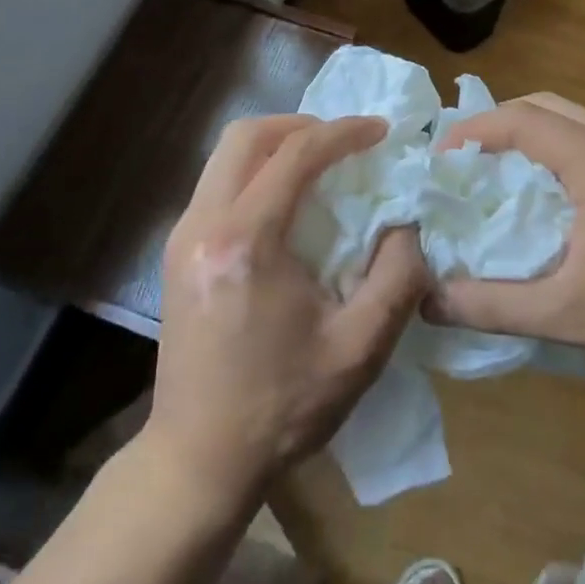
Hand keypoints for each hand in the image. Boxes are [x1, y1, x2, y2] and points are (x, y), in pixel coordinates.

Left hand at [145, 114, 430, 500]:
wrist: (199, 458)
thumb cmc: (283, 406)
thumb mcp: (360, 348)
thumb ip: (398, 276)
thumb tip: (406, 223)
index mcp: (247, 242)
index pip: (296, 154)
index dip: (344, 132)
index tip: (381, 131)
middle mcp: (204, 226)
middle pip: (246, 135)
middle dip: (302, 125)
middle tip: (345, 142)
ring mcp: (182, 237)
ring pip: (226, 156)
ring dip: (277, 146)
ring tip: (321, 165)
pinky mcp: (178, 253)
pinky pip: (219, 183)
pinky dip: (257, 171)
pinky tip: (288, 202)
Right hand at [427, 93, 584, 393]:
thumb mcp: (564, 318)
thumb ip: (489, 306)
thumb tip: (427, 299)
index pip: (525, 120)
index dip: (475, 131)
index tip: (441, 158)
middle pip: (548, 107)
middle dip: (499, 125)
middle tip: (463, 161)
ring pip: (574, 120)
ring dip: (531, 135)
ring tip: (497, 172)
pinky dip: (559, 150)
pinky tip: (547, 191)